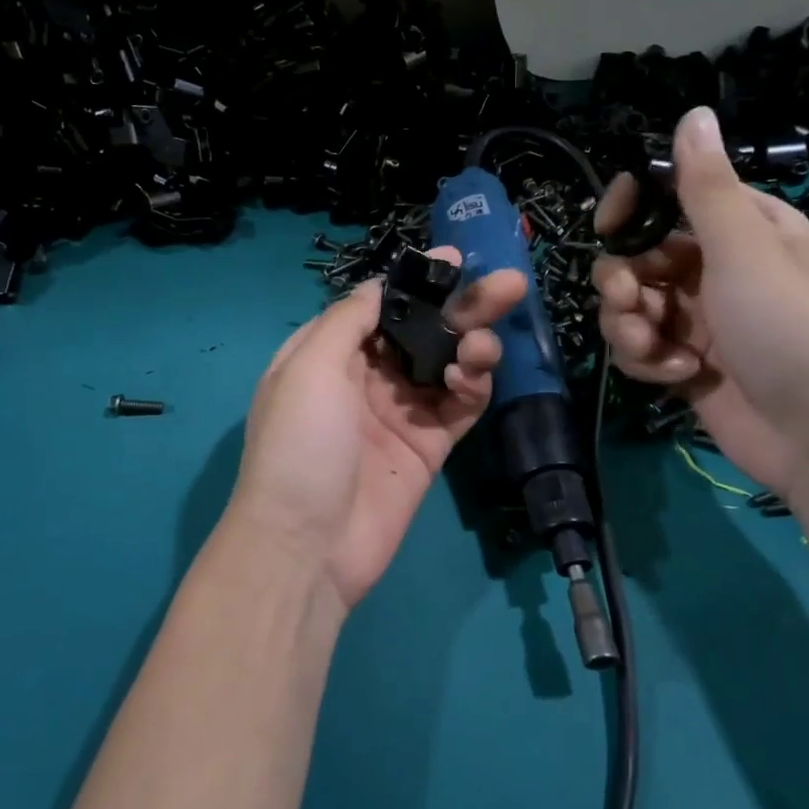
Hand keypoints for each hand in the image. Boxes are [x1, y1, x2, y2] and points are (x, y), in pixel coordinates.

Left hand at [227, 249, 527, 609]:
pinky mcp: (428, 448)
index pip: (380, 305)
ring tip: (483, 345)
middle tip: (509, 285)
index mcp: (329, 354)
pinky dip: (473, 386)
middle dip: (463, 307)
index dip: (417, 282)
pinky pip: (459, 406)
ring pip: (447, 365)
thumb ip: (347, 320)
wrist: (309, 546)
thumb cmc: (300, 446)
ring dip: (472, 345)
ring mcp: (399, 414)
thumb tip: (378, 285)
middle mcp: (365, 378)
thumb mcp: (307, 368)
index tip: (454, 261)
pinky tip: (473, 378)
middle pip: (423, 331)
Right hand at [592, 105, 808, 496]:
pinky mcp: (686, 364)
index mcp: (741, 229)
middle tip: (629, 301)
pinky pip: (642, 348)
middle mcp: (716, 269)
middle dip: (622, 282)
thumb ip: (706, 187)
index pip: (668, 198)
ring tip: (657, 349)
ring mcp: (699, 320)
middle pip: (636, 258)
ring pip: (631, 306)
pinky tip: (679, 376)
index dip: (631, 209)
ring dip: (630, 326)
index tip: (608, 226)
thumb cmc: (789, 327)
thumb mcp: (746, 248)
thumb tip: (694, 113)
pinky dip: (650, 361)